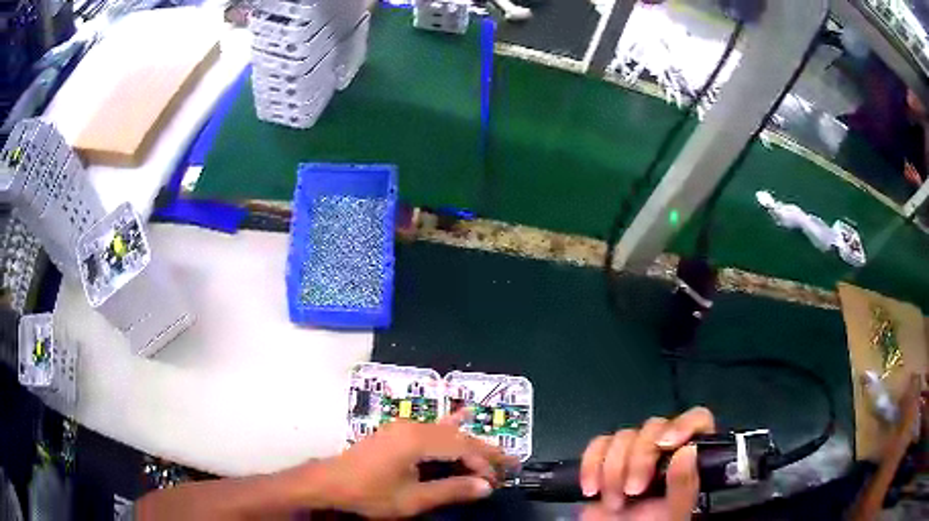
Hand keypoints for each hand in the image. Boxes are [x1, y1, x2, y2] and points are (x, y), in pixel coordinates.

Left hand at [319, 412, 517, 517]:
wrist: (330, 483)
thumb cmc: (369, 494)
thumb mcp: (412, 499)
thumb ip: (450, 490)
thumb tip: (486, 486)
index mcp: (417, 441)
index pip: (462, 448)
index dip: (484, 463)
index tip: (499, 480)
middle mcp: (413, 427)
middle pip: (457, 437)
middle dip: (482, 453)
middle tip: (507, 466)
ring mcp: (403, 427)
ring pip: (446, 433)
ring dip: (469, 445)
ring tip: (494, 454)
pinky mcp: (397, 432)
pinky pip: (431, 428)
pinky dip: (450, 427)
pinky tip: (463, 416)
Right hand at [579, 407, 714, 520]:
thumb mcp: (676, 513)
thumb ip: (686, 486)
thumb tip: (687, 451)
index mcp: (692, 459)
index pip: (697, 420)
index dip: (683, 424)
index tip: (667, 444)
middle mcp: (665, 452)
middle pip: (654, 426)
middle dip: (639, 458)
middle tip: (633, 491)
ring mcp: (634, 456)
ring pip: (624, 436)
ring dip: (613, 470)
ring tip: (614, 502)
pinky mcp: (605, 462)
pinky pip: (597, 445)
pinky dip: (591, 464)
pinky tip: (592, 489)